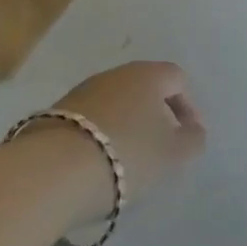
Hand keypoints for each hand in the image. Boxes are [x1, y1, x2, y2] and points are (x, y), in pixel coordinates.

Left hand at [46, 62, 206, 224]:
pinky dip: (99, 137)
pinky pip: (89, 121)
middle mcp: (116, 74)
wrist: (52, 171)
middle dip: (155, 116)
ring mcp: (82, 92)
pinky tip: (96, 165)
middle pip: (144, 89)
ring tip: (126, 162)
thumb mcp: (172, 155)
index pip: (177, 79)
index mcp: (148, 75)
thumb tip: (194, 131)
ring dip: (125, 126)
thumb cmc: (126, 155)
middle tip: (160, 149)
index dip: (188, 107)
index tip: (188, 138)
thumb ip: (192, 140)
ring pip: (115, 104)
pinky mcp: (55, 114)